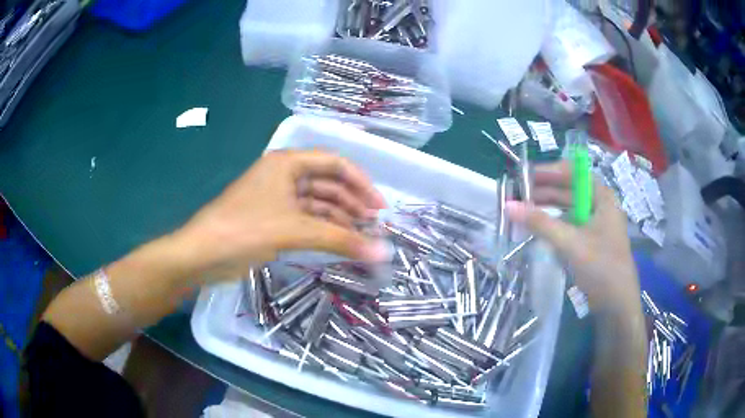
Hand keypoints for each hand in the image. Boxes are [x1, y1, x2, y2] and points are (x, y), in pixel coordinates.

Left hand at [174, 149, 388, 281]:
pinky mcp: (273, 220)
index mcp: (287, 163)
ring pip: (318, 204)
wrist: (202, 255)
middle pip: (328, 184)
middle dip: (352, 203)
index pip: (334, 163)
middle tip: (374, 227)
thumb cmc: (245, 230)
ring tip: (362, 238)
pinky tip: (341, 243)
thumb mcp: (295, 231)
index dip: (361, 182)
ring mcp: (278, 199)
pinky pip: (307, 220)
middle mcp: (284, 176)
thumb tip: (383, 252)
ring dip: (340, 219)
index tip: (379, 207)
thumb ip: (341, 240)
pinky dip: (325, 231)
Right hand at [506, 161, 640, 310]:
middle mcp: (598, 205)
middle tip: (515, 196)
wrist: (616, 305)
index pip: (572, 172)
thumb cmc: (601, 268)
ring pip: (566, 208)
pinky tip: (536, 228)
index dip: (547, 172)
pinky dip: (552, 225)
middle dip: (542, 192)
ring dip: (545, 209)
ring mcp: (594, 223)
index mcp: (601, 196)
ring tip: (521, 211)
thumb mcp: (571, 243)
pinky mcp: (589, 241)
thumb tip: (508, 206)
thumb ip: (541, 223)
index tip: (522, 176)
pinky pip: (567, 225)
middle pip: (568, 190)